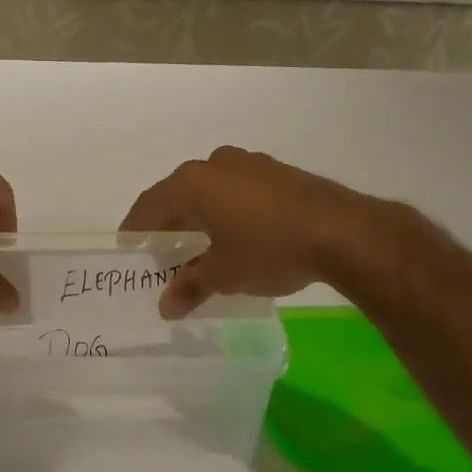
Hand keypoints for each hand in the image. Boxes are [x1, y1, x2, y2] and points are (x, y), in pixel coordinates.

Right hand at [120, 146, 391, 317]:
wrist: (342, 232)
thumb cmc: (268, 249)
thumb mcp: (224, 274)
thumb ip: (190, 287)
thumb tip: (165, 308)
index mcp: (192, 183)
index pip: (150, 205)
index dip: (136, 227)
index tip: (128, 245)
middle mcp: (215, 164)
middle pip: (179, 194)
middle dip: (170, 223)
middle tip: (163, 251)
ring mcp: (249, 164)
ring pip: (211, 189)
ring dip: (200, 215)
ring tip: (200, 244)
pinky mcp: (278, 172)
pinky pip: (238, 189)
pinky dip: (228, 209)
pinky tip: (237, 233)